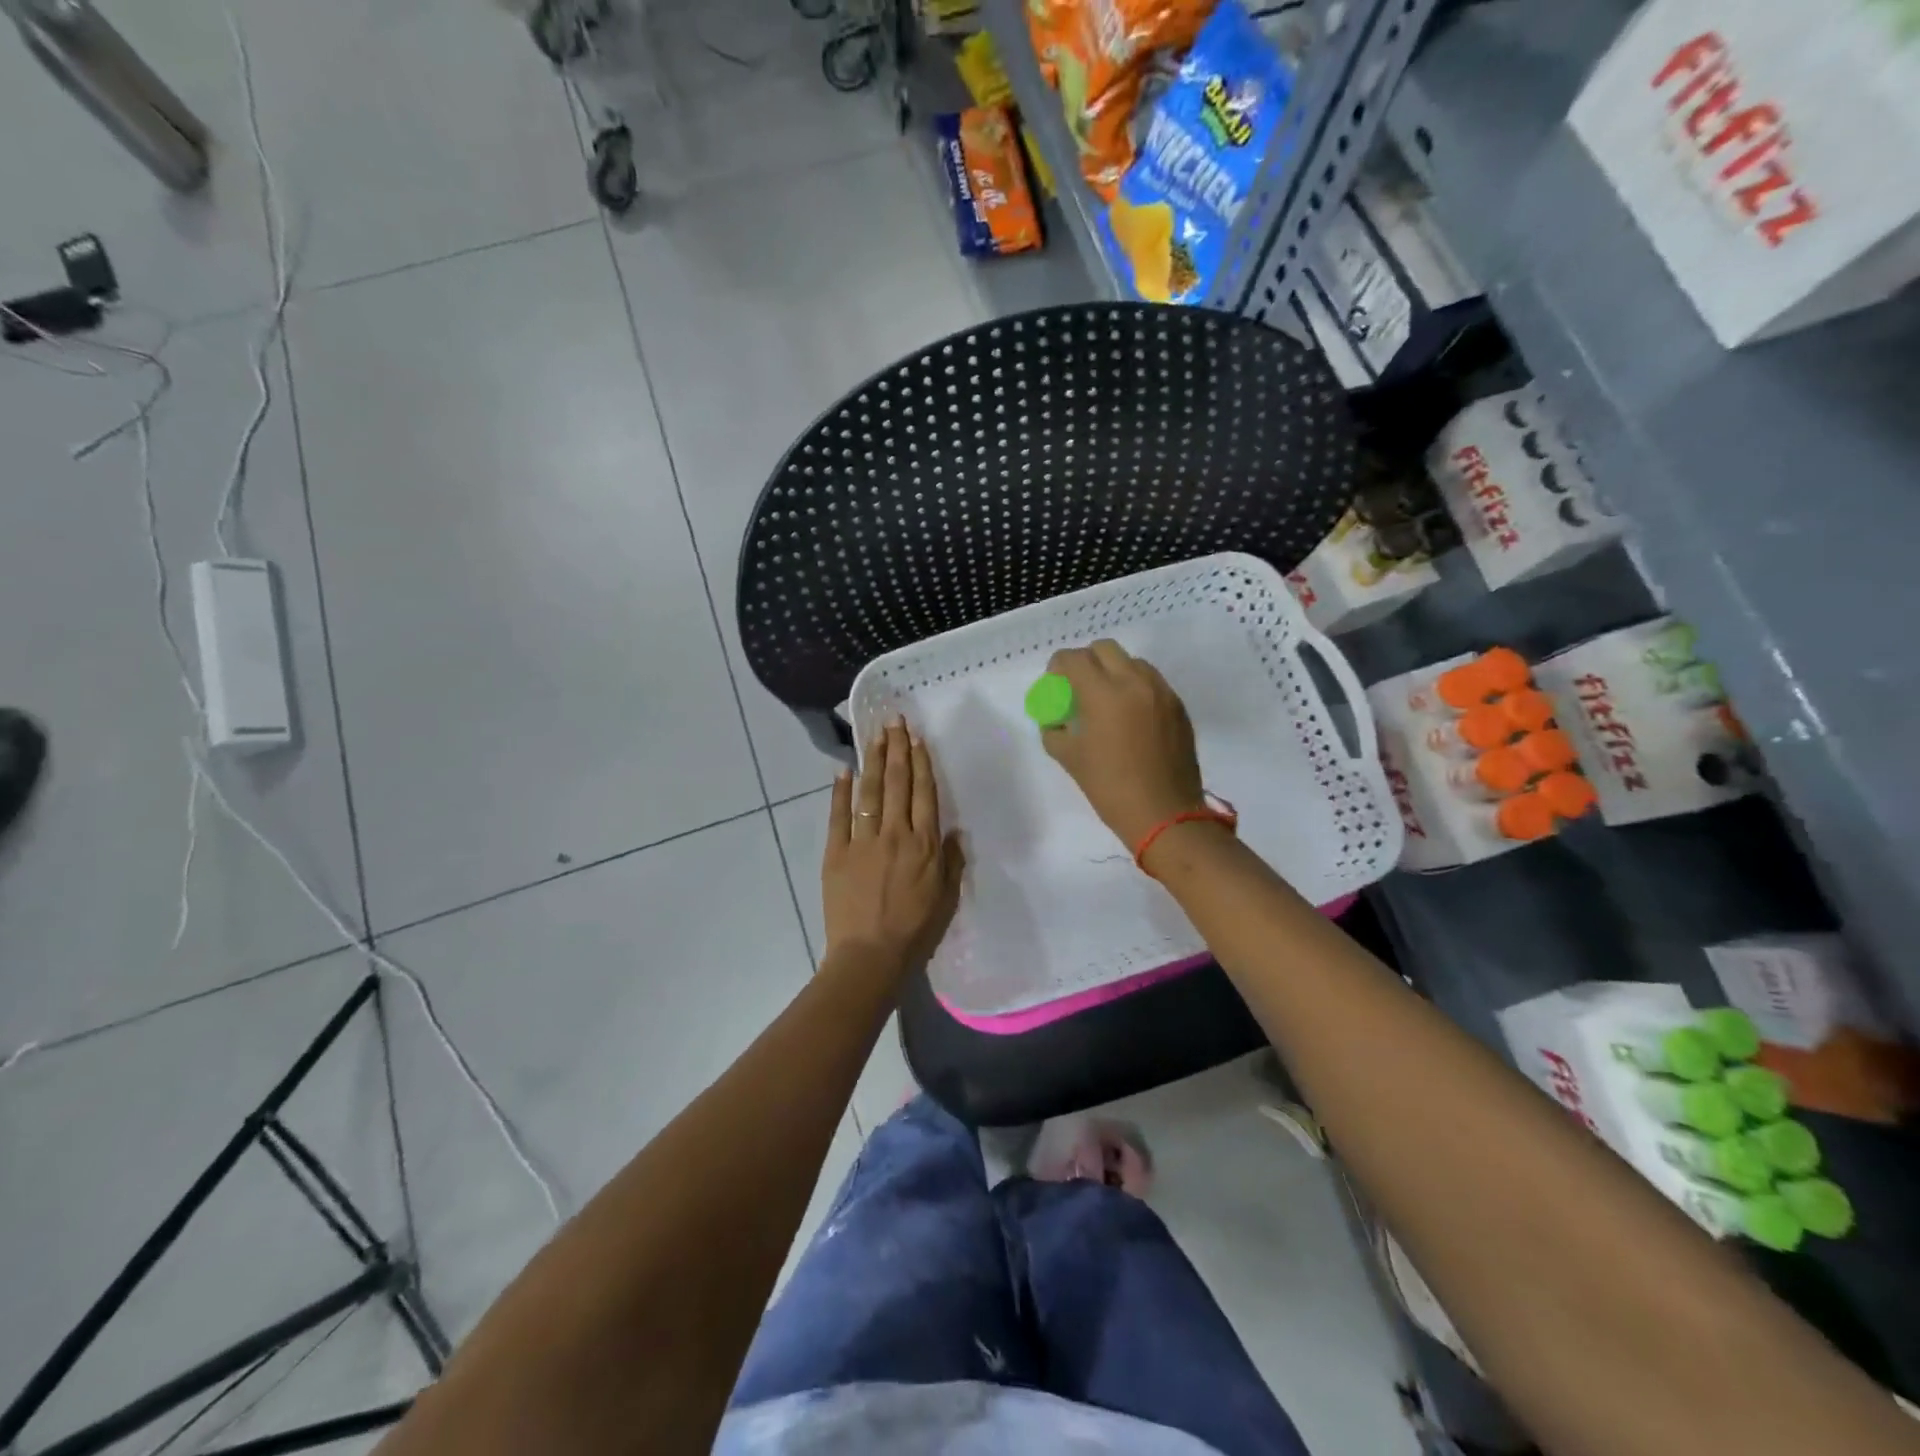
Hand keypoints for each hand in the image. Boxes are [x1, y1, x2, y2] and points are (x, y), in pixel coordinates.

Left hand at [822, 716, 964, 977]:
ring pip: (869, 791)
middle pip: (897, 783)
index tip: (917, 737)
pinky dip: (840, 791)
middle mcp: (895, 833)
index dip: (921, 762)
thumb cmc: (915, 931)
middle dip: (897, 749)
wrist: (870, 955)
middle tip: (894, 721)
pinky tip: (842, 769)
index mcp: (925, 844)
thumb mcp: (947, 898)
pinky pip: (839, 815)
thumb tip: (953, 831)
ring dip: (873, 760)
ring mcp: (863, 840)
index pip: (924, 793)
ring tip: (875, 735)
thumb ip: (951, 861)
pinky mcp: (836, 852)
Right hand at [1040, 640, 1205, 848]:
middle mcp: (1134, 682)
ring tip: (1106, 699)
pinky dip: (1135, 687)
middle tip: (1078, 685)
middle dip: (1086, 661)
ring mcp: (1161, 692)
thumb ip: (1054, 731)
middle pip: (1105, 649)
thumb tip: (1054, 720)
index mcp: (1103, 693)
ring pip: (1132, 662)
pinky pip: (1152, 682)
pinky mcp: (1178, 706)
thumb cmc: (1110, 788)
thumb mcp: (1070, 759)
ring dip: (1113, 671)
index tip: (1054, 681)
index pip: (1074, 659)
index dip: (1058, 665)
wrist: (1165, 814)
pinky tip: (1130, 716)